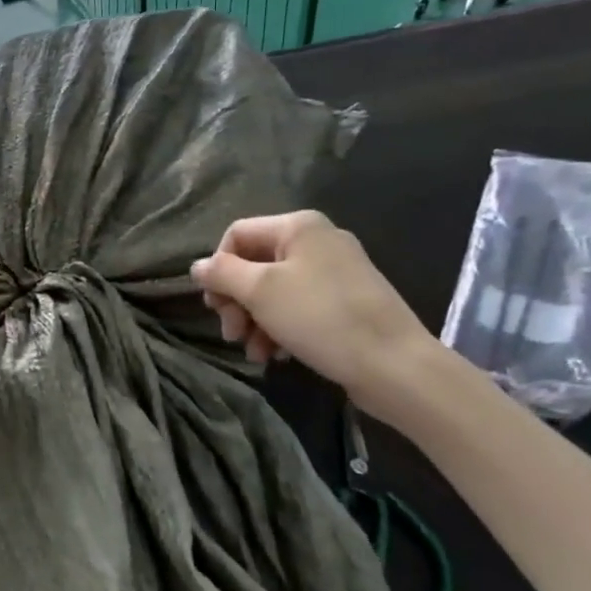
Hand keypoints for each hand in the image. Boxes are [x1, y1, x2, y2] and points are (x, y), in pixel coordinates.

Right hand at [191, 211, 440, 421]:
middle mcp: (318, 240)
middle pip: (255, 264)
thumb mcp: (261, 292)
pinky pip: (299, 307)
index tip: (215, 306)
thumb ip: (223, 274)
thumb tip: (197, 266)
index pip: (237, 235)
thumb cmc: (320, 317)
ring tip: (254, 353)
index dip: (218, 268)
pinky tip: (277, 355)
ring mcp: (336, 271)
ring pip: (275, 290)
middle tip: (231, 334)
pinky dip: (280, 328)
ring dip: (255, 321)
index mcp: (298, 226)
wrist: (393, 364)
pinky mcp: (346, 302)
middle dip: (237, 301)